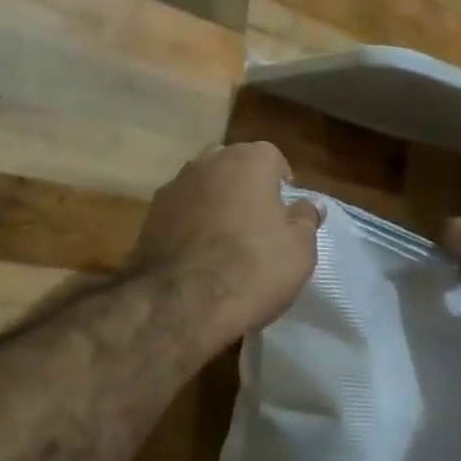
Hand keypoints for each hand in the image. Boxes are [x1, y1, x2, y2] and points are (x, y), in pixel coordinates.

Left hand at [131, 142, 320, 336]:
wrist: (181, 302)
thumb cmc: (253, 268)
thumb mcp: (299, 249)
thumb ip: (305, 219)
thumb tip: (311, 204)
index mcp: (249, 160)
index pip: (272, 158)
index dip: (281, 183)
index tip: (285, 211)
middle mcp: (208, 162)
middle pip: (233, 165)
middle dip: (244, 186)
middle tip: (256, 222)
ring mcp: (174, 186)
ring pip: (202, 185)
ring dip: (214, 202)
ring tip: (224, 239)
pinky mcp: (149, 214)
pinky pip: (179, 211)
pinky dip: (189, 223)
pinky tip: (197, 253)